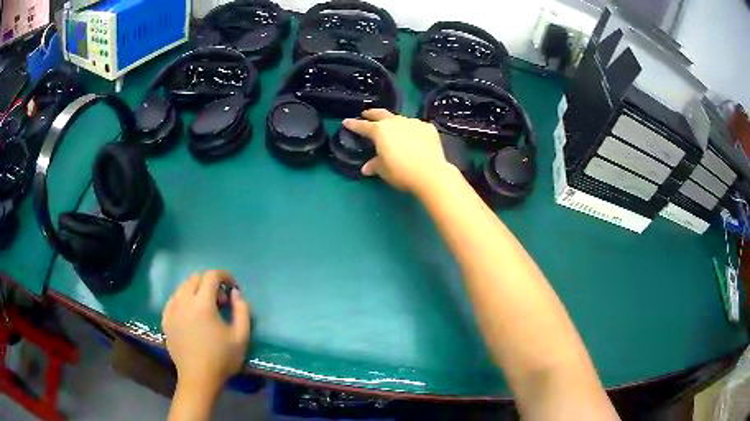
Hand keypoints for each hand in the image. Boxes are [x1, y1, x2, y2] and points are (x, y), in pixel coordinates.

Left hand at [162, 270, 250, 390]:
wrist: (198, 378)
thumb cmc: (222, 359)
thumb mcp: (241, 337)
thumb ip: (243, 310)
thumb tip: (235, 293)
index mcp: (202, 304)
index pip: (211, 276)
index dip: (224, 276)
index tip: (233, 286)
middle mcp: (184, 301)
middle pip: (196, 278)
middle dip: (210, 282)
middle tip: (221, 300)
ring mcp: (171, 309)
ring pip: (183, 287)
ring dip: (196, 289)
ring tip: (206, 307)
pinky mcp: (165, 319)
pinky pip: (174, 298)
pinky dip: (184, 298)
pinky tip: (191, 313)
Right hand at [343, 109, 453, 193]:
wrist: (431, 173)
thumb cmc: (401, 172)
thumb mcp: (384, 170)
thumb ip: (374, 165)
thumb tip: (366, 168)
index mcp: (380, 131)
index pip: (363, 126)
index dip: (353, 124)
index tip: (346, 121)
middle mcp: (395, 122)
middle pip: (381, 114)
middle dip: (372, 114)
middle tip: (366, 114)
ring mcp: (413, 123)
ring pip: (400, 119)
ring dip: (394, 122)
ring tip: (393, 127)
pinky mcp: (428, 128)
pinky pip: (416, 127)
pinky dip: (412, 130)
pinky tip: (414, 137)